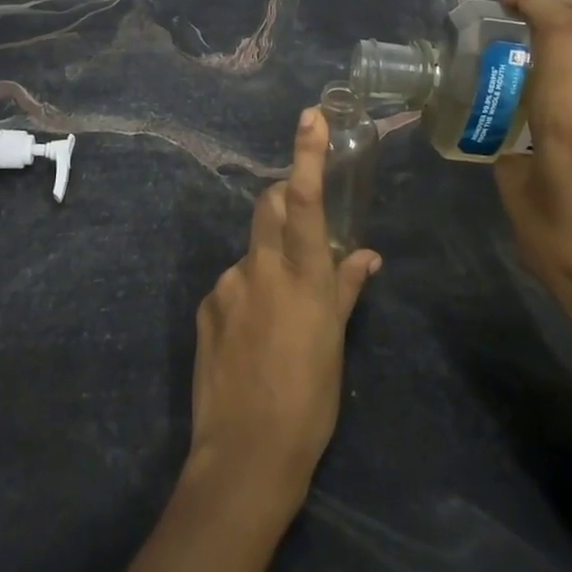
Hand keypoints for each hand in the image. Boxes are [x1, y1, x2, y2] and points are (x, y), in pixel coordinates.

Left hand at [189, 107, 381, 515]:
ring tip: (280, 315)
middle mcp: (259, 268)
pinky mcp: (206, 307)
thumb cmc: (308, 400)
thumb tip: (365, 255)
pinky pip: (232, 284)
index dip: (306, 154)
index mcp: (301, 275)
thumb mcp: (336, 343)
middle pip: (268, 206)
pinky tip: (254, 336)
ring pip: (252, 251)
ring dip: (268, 262)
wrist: (244, 454)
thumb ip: (347, 289)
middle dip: (284, 200)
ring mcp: (226, 285)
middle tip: (303, 228)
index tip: (309, 116)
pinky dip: (247, 294)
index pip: (304, 199)